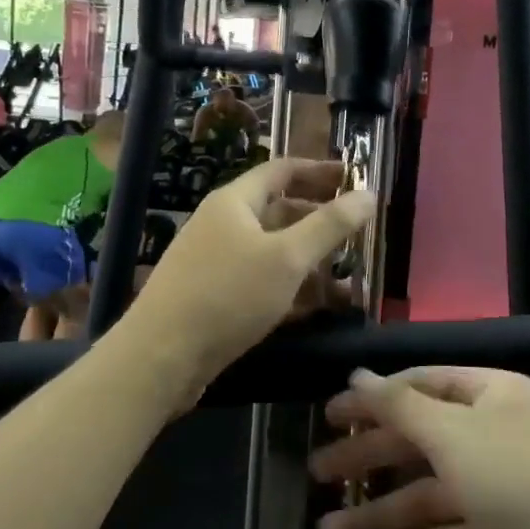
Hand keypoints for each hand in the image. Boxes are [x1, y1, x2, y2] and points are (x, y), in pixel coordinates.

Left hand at [127, 158, 374, 399]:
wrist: (160, 357)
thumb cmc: (227, 296)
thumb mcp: (287, 258)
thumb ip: (330, 226)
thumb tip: (369, 193)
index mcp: (234, 202)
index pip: (282, 170)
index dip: (319, 171)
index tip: (353, 178)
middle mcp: (222, 224)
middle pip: (278, 210)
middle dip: (318, 220)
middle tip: (357, 232)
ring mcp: (215, 262)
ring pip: (271, 251)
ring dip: (308, 260)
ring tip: (348, 276)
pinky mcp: (214, 297)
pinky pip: (260, 281)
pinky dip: (289, 288)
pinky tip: (316, 307)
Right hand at [310, 367, 529, 528]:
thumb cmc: (520, 480)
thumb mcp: (452, 434)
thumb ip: (399, 405)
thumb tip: (357, 374)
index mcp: (492, 394)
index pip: (422, 384)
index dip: (375, 398)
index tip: (330, 413)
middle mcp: (496, 434)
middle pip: (420, 440)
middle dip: (369, 459)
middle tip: (317, 472)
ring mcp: (501, 489)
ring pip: (428, 494)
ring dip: (380, 513)